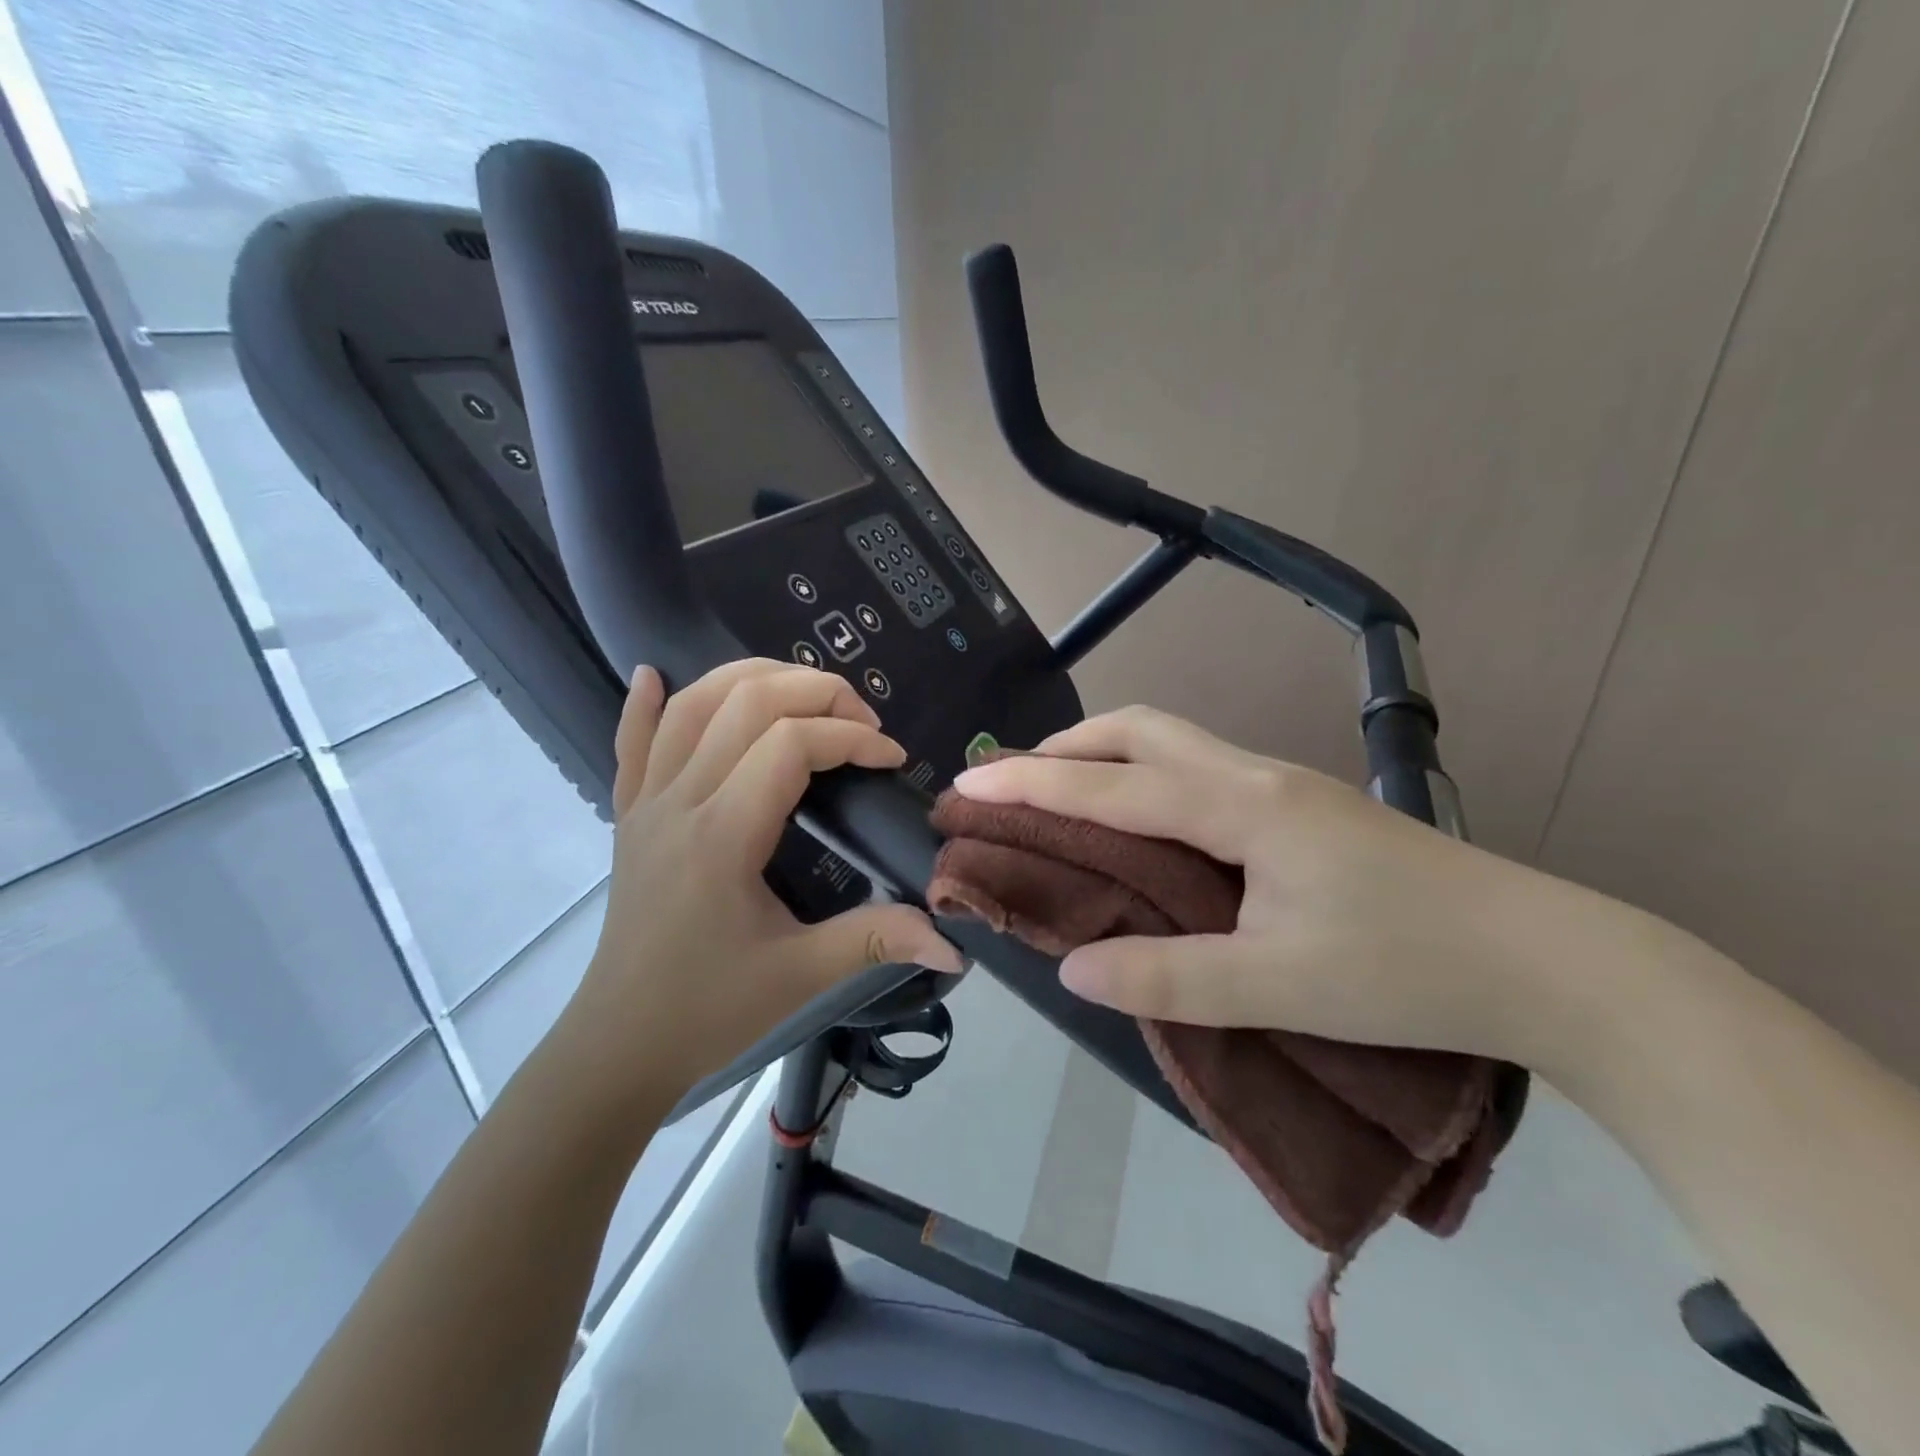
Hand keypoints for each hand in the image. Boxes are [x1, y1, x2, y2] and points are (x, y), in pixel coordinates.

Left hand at [558, 660, 961, 1111]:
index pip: (792, 746)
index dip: (852, 738)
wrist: (620, 1044)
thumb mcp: (801, 976)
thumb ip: (878, 940)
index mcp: (723, 835)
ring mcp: (646, 803)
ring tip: (802, 688)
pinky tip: (653, 673)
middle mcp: (679, 801)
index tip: (892, 760)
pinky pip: (628, 743)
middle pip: (745, 703)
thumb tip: (954, 940)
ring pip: (691, 706)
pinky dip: (643, 702)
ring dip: (749, 678)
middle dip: (815, 693)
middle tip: (861, 721)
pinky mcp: (628, 815)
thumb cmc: (710, 1009)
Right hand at [952, 705, 1602, 1065]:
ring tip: (1065, 791)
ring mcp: (1283, 785)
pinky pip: (1198, 769)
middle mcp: (1255, 776)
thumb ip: (1170, 977)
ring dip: (1107, 753)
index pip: (1111, 784)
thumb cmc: (1410, 970)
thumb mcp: (1281, 988)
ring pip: (1173, 741)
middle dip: (1066, 744)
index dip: (1031, 782)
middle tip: (1014, 780)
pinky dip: (1146, 775)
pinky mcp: (1302, 808)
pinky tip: (1145, 818)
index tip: (968, 783)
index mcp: (1241, 808)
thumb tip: (1072, 967)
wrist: (1548, 961)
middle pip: (1141, 729)